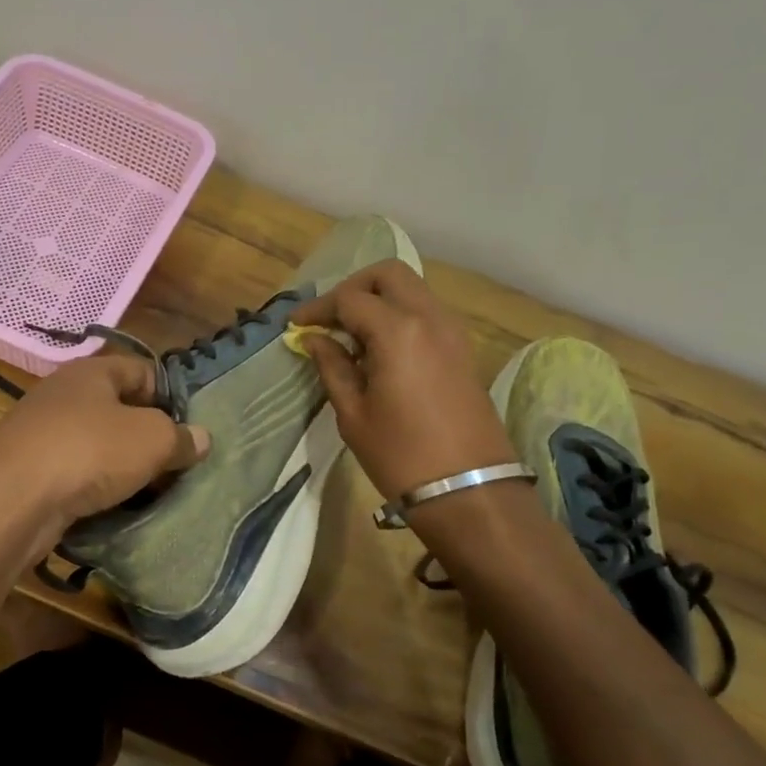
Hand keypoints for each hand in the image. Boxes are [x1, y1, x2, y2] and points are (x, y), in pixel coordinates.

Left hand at [0, 355, 209, 548]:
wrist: (11, 500)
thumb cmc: (89, 451)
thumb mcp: (152, 439)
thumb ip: (181, 437)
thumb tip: (201, 439)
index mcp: (92, 372)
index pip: (142, 370)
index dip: (170, 395)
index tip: (191, 427)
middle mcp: (64, 395)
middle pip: (119, 409)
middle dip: (148, 436)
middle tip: (176, 464)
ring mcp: (42, 433)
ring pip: (96, 445)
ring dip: (122, 466)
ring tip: (151, 491)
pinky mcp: (29, 471)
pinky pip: (75, 474)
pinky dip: (95, 489)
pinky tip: (114, 508)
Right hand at [289, 260, 515, 502]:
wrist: (470, 490)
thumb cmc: (401, 456)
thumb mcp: (353, 413)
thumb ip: (332, 366)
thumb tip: (314, 339)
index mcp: (397, 331)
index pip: (349, 298)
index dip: (318, 308)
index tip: (296, 325)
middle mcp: (429, 318)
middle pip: (388, 274)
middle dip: (353, 287)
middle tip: (329, 317)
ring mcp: (452, 331)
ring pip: (412, 289)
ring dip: (379, 299)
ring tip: (352, 335)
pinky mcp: (463, 349)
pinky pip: (426, 312)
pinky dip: (400, 315)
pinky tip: (380, 349)